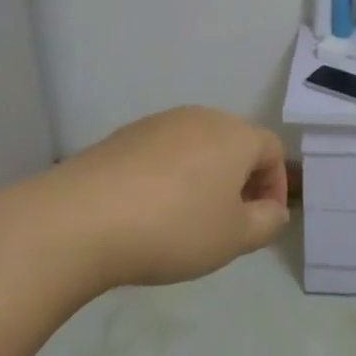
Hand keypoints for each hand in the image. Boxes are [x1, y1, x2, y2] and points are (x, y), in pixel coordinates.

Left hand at [36, 106, 289, 291]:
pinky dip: (167, 178)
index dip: (275, 186)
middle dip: (239, 182)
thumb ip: (266, 223)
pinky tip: (148, 212)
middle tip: (228, 223)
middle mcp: (200, 118)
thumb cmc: (174, 227)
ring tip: (186, 221)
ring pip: (196, 148)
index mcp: (235, 135)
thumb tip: (272, 210)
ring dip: (203, 179)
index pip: (272, 150)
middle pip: (234, 144)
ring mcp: (157, 123)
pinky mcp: (123, 137)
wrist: (80, 219)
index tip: (261, 223)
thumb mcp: (234, 238)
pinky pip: (161, 155)